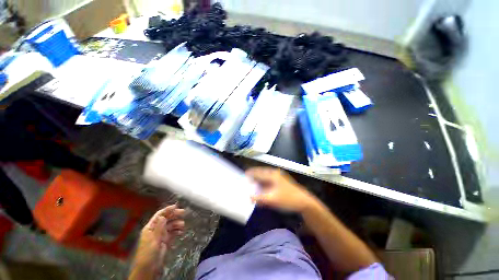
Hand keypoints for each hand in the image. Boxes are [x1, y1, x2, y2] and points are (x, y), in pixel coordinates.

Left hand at [130, 205, 184, 278]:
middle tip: (183, 213)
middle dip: (174, 215)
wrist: (148, 268)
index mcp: (150, 227)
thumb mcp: (153, 240)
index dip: (167, 210)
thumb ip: (159, 227)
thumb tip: (163, 216)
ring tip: (183, 225)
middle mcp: (156, 229)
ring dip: (177, 224)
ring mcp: (161, 235)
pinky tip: (181, 232)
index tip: (176, 206)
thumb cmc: (148, 253)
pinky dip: (177, 231)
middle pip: (166, 219)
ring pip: (170, 226)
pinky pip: (172, 233)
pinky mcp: (165, 241)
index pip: (159, 215)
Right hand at [246, 167, 317, 213]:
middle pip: (261, 174)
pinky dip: (264, 185)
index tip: (243, 175)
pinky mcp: (281, 183)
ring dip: (259, 182)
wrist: (304, 202)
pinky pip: (269, 182)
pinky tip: (261, 190)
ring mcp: (279, 178)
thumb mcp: (273, 199)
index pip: (258, 172)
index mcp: (272, 175)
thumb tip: (249, 197)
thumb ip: (260, 198)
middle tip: (246, 182)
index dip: (250, 173)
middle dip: (254, 178)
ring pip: (265, 178)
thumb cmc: (288, 199)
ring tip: (252, 186)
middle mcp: (275, 174)